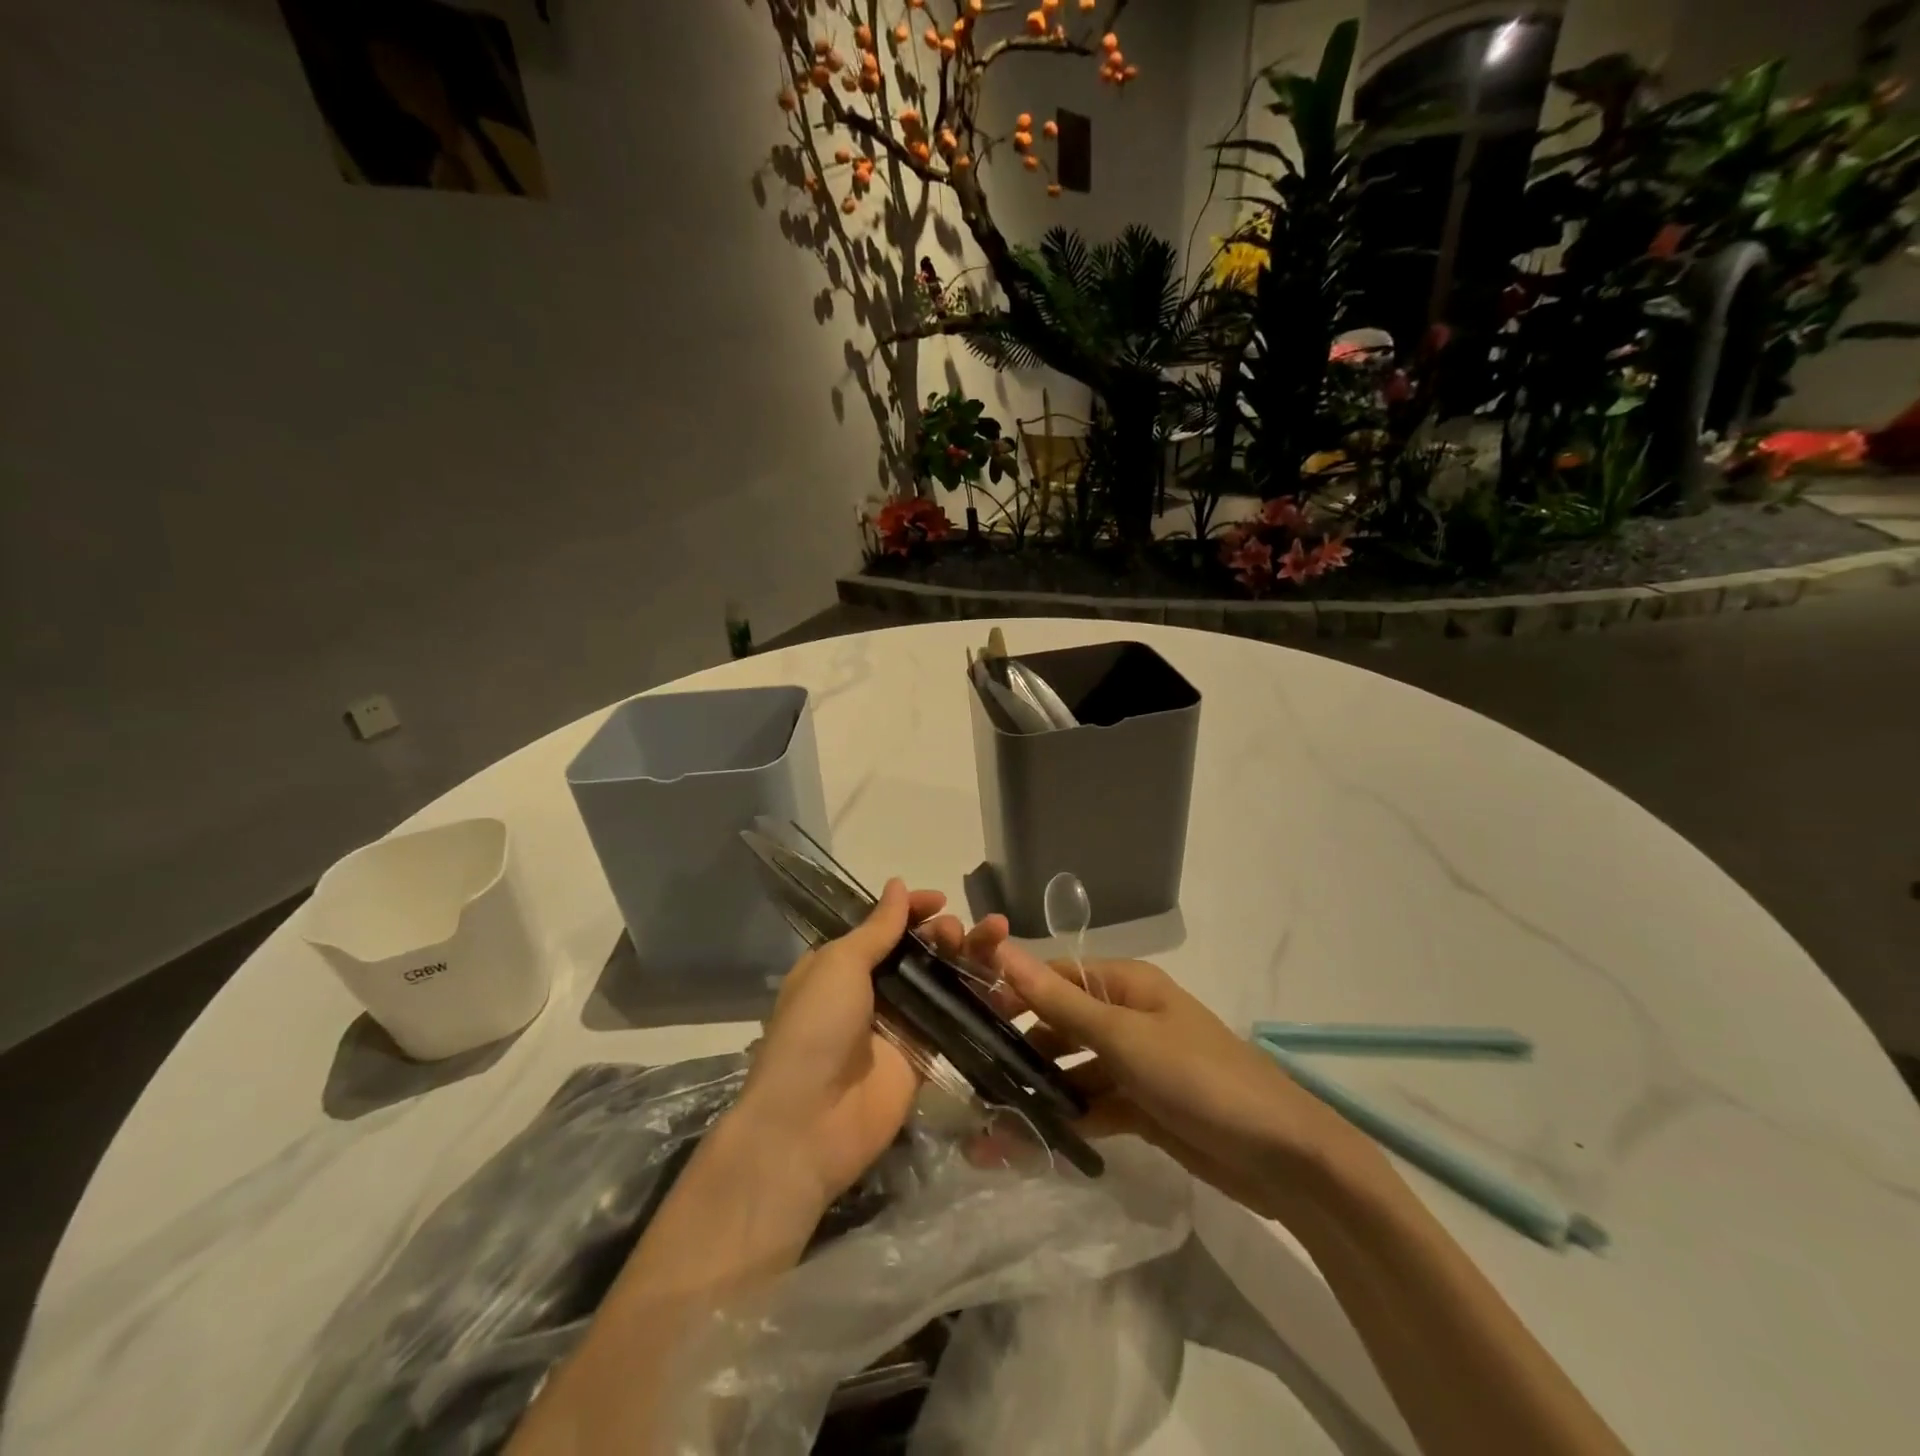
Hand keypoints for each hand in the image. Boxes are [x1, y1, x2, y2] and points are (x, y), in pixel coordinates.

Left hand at [730, 879, 970, 1214]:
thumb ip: (876, 929)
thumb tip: (898, 884)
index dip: (911, 910)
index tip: (940, 901)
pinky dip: (980, 1000)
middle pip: (916, 953)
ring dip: (966, 959)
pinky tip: (1004, 983)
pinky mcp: (924, 1058)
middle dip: (942, 935)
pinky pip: (955, 1021)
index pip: (883, 927)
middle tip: (957, 933)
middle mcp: (871, 991)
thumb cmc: (816, 1028)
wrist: (810, 1123)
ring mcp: (900, 1025)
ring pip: (940, 982)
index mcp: (841, 965)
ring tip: (991, 942)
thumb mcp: (839, 965)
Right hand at [969, 931, 1373, 1219]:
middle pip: (1059, 1024)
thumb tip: (1003, 950)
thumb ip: (1060, 1002)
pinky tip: (1028, 1142)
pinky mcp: (1141, 1108)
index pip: (1053, 977)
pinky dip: (1066, 1120)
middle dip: (1019, 1049)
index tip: (961, 1015)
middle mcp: (1125, 1016)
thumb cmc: (1200, 1078)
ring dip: (1038, 1091)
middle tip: (969, 1078)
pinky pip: (1092, 1106)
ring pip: (1072, 1070)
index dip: (1010, 992)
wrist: (1283, 1159)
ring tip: (989, 1121)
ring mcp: (1133, 1064)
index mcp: (1124, 984)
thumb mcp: (1125, 1038)